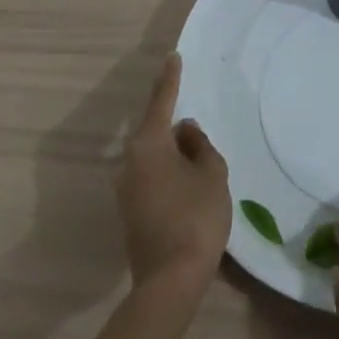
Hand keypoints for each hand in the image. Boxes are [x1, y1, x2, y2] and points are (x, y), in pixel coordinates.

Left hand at [115, 52, 230, 296]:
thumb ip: (200, 146)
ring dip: (174, 155)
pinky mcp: (131, 212)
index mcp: (149, 144)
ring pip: (154, 157)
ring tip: (200, 162)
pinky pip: (152, 178)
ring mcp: (126, 189)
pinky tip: (189, 187)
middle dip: (175, 127)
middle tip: (198, 129)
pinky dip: (170, 174)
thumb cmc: (196, 216)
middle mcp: (130, 162)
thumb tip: (186, 131)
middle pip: (155, 132)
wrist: (170, 280)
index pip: (161, 101)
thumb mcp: (211, 173)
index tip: (172, 57)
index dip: (170, 79)